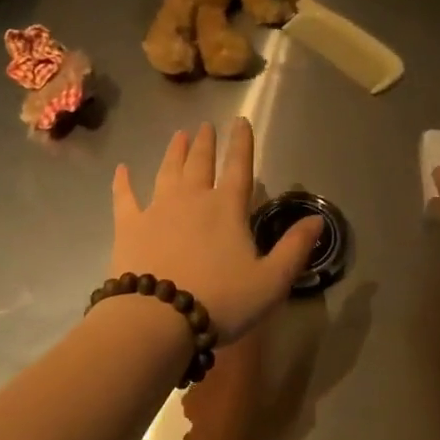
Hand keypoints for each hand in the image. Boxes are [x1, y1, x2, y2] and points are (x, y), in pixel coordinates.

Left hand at [111, 119, 322, 342]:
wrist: (157, 318)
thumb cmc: (220, 300)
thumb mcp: (271, 281)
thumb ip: (295, 249)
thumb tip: (318, 220)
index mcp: (227, 208)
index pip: (239, 167)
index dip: (242, 143)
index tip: (241, 121)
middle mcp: (192, 198)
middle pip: (200, 163)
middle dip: (206, 143)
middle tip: (206, 126)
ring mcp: (157, 209)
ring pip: (167, 171)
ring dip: (174, 152)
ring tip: (178, 135)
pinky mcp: (129, 226)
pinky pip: (125, 197)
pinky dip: (123, 182)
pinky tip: (122, 169)